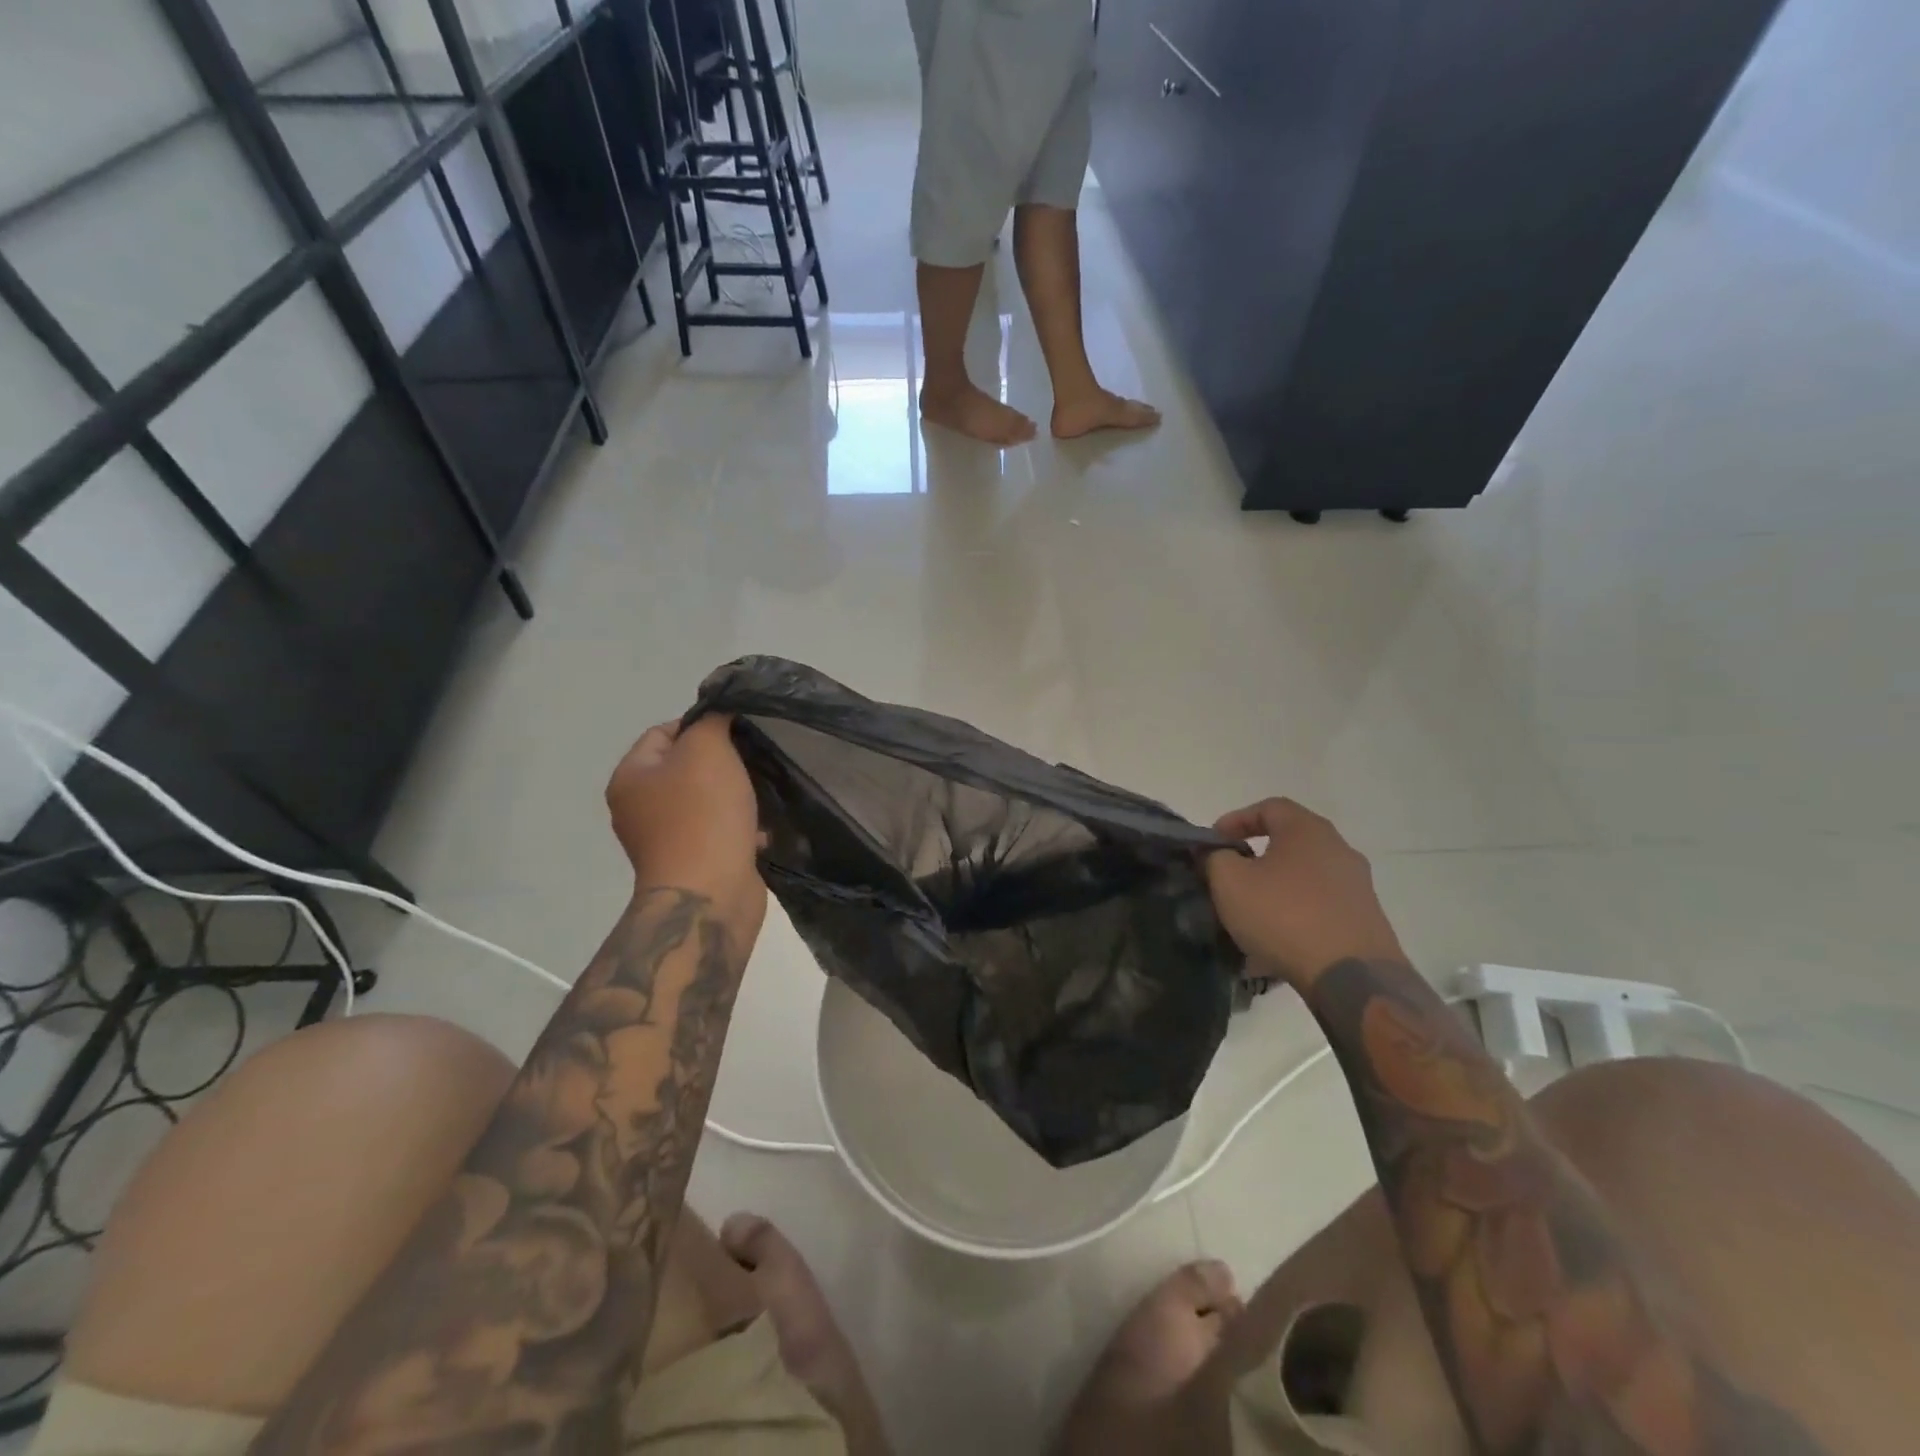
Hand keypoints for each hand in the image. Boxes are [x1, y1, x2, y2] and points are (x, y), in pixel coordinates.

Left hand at [606, 716, 762, 906]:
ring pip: (707, 801)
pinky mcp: (692, 863)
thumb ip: (712, 721)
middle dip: (724, 764)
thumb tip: (718, 716)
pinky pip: (718, 832)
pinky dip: (740, 828)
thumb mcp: (708, 749)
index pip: (664, 731)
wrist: (709, 894)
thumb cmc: (703, 815)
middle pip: (686, 768)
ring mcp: (665, 839)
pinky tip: (760, 832)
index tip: (737, 733)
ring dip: (736, 797)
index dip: (702, 725)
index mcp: (631, 777)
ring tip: (760, 798)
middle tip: (752, 764)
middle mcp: (639, 808)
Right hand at [1204, 798, 1403, 989]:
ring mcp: (1357, 886)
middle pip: (1288, 843)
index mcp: (1307, 830)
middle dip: (1254, 858)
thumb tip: (1218, 855)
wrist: (1351, 976)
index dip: (1235, 820)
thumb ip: (1215, 858)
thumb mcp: (1230, 881)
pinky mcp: (1365, 921)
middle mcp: (1339, 849)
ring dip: (1273, 890)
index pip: (1269, 807)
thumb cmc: (1284, 915)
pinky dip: (1293, 917)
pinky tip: (1274, 945)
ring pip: (1302, 878)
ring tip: (1248, 916)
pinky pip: (1318, 908)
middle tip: (1229, 878)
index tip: (1213, 843)